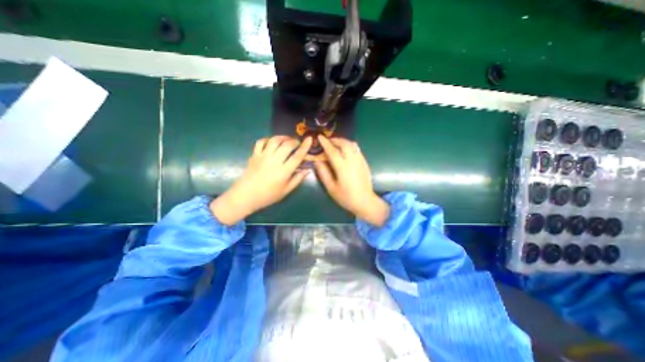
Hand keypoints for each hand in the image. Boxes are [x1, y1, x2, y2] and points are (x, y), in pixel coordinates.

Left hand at [212, 136, 311, 224]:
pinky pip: (261, 142)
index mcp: (284, 171)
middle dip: (294, 141)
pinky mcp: (254, 155)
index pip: (297, 156)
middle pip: (287, 145)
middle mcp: (274, 161)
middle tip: (297, 143)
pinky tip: (272, 142)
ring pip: (274, 140)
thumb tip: (308, 170)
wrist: (246, 195)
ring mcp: (263, 156)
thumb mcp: (286, 191)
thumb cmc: (268, 195)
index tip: (309, 139)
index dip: (305, 146)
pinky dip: (268, 139)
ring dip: (283, 137)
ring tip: (287, 140)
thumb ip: (297, 179)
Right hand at [313, 136, 386, 225]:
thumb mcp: (331, 188)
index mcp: (343, 167)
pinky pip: (356, 149)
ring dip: (343, 141)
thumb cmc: (346, 197)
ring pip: (352, 145)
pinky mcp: (364, 162)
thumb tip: (317, 161)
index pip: (332, 151)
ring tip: (336, 144)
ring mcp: (360, 160)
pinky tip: (345, 151)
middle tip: (328, 141)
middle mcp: (352, 161)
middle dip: (335, 140)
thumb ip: (323, 173)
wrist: (365, 202)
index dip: (325, 143)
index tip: (320, 137)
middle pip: (344, 144)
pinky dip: (349, 146)